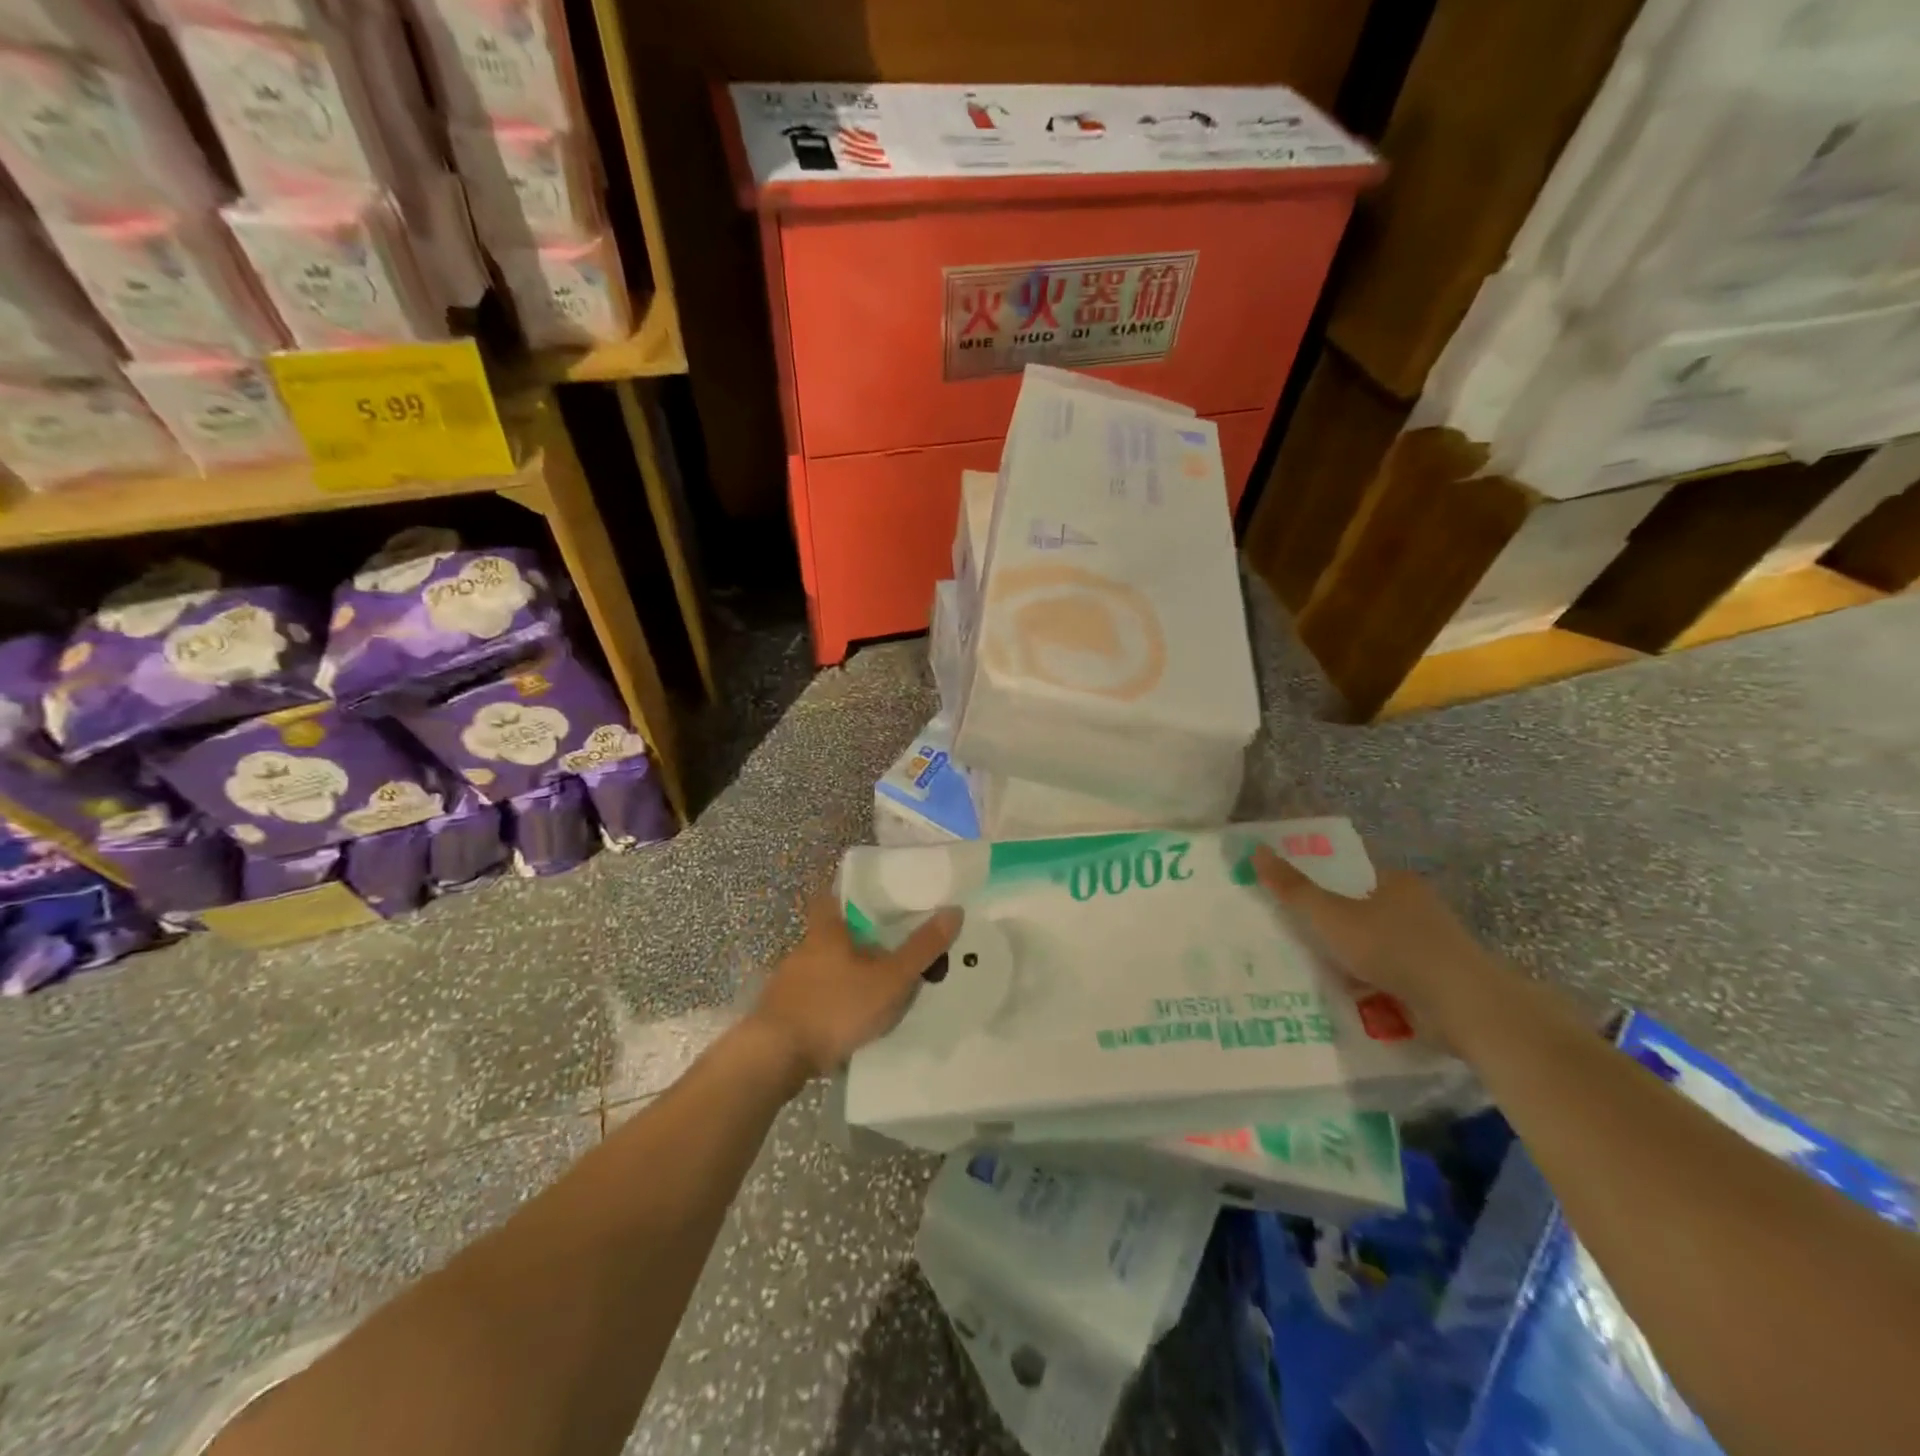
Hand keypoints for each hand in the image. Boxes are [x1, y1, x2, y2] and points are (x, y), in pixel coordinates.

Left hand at [750, 891, 962, 1079]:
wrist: (774, 1057)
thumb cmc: (835, 1007)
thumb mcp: (889, 980)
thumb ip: (921, 949)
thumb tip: (954, 910)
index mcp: (826, 932)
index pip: (829, 897)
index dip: (846, 894)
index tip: (869, 900)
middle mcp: (803, 950)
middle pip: (830, 935)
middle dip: (855, 942)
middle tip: (887, 951)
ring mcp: (788, 983)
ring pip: (822, 969)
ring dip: (843, 976)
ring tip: (874, 991)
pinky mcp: (781, 1013)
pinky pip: (812, 999)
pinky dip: (830, 1004)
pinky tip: (847, 1022)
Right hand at [1252, 845, 1509, 1049]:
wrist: (1465, 1007)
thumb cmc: (1394, 948)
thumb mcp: (1331, 916)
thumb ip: (1293, 888)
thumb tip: (1255, 850)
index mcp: (1397, 883)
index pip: (1353, 876)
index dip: (1323, 887)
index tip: (1296, 906)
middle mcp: (1418, 910)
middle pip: (1363, 914)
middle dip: (1335, 931)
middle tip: (1298, 944)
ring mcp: (1432, 949)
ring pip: (1378, 951)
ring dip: (1353, 966)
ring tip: (1315, 978)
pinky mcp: (1439, 985)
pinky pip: (1393, 982)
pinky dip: (1374, 991)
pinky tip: (1349, 1004)